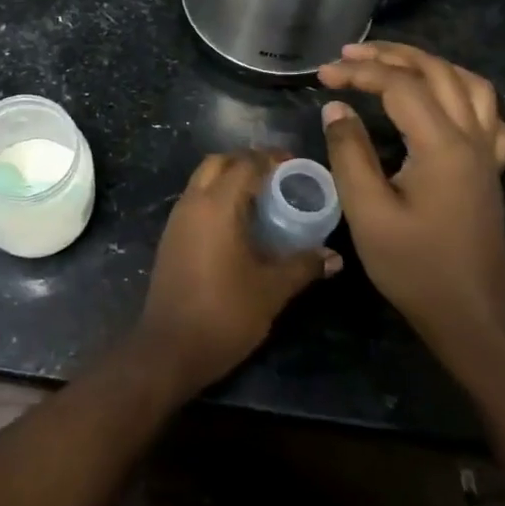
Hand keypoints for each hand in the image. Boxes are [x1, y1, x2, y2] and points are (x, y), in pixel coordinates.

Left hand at [136, 151, 339, 394]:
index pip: (245, 163)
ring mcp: (177, 219)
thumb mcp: (271, 290)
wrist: (170, 347)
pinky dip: (216, 197)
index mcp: (216, 205)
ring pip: (202, 180)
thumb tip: (334, 256)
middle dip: (247, 162)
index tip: (296, 165)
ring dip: (229, 179)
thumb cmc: (224, 313)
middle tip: (279, 177)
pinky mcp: (171, 237)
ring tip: (263, 198)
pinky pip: (195, 201)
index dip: (271, 158)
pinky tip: (239, 223)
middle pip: (218, 162)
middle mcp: (192, 202)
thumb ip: (303, 266)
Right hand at [317, 43, 504, 350]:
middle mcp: (472, 138)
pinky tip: (444, 103)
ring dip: (429, 65)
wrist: (472, 315)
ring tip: (392, 64)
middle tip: (348, 55)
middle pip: (437, 72)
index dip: (359, 72)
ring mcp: (487, 154)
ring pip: (470, 85)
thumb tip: (337, 108)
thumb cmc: (414, 266)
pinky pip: (490, 116)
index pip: (400, 86)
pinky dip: (464, 95)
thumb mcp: (367, 211)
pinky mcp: (490, 170)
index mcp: (442, 145)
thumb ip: (349, 152)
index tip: (322, 75)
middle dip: (391, 55)